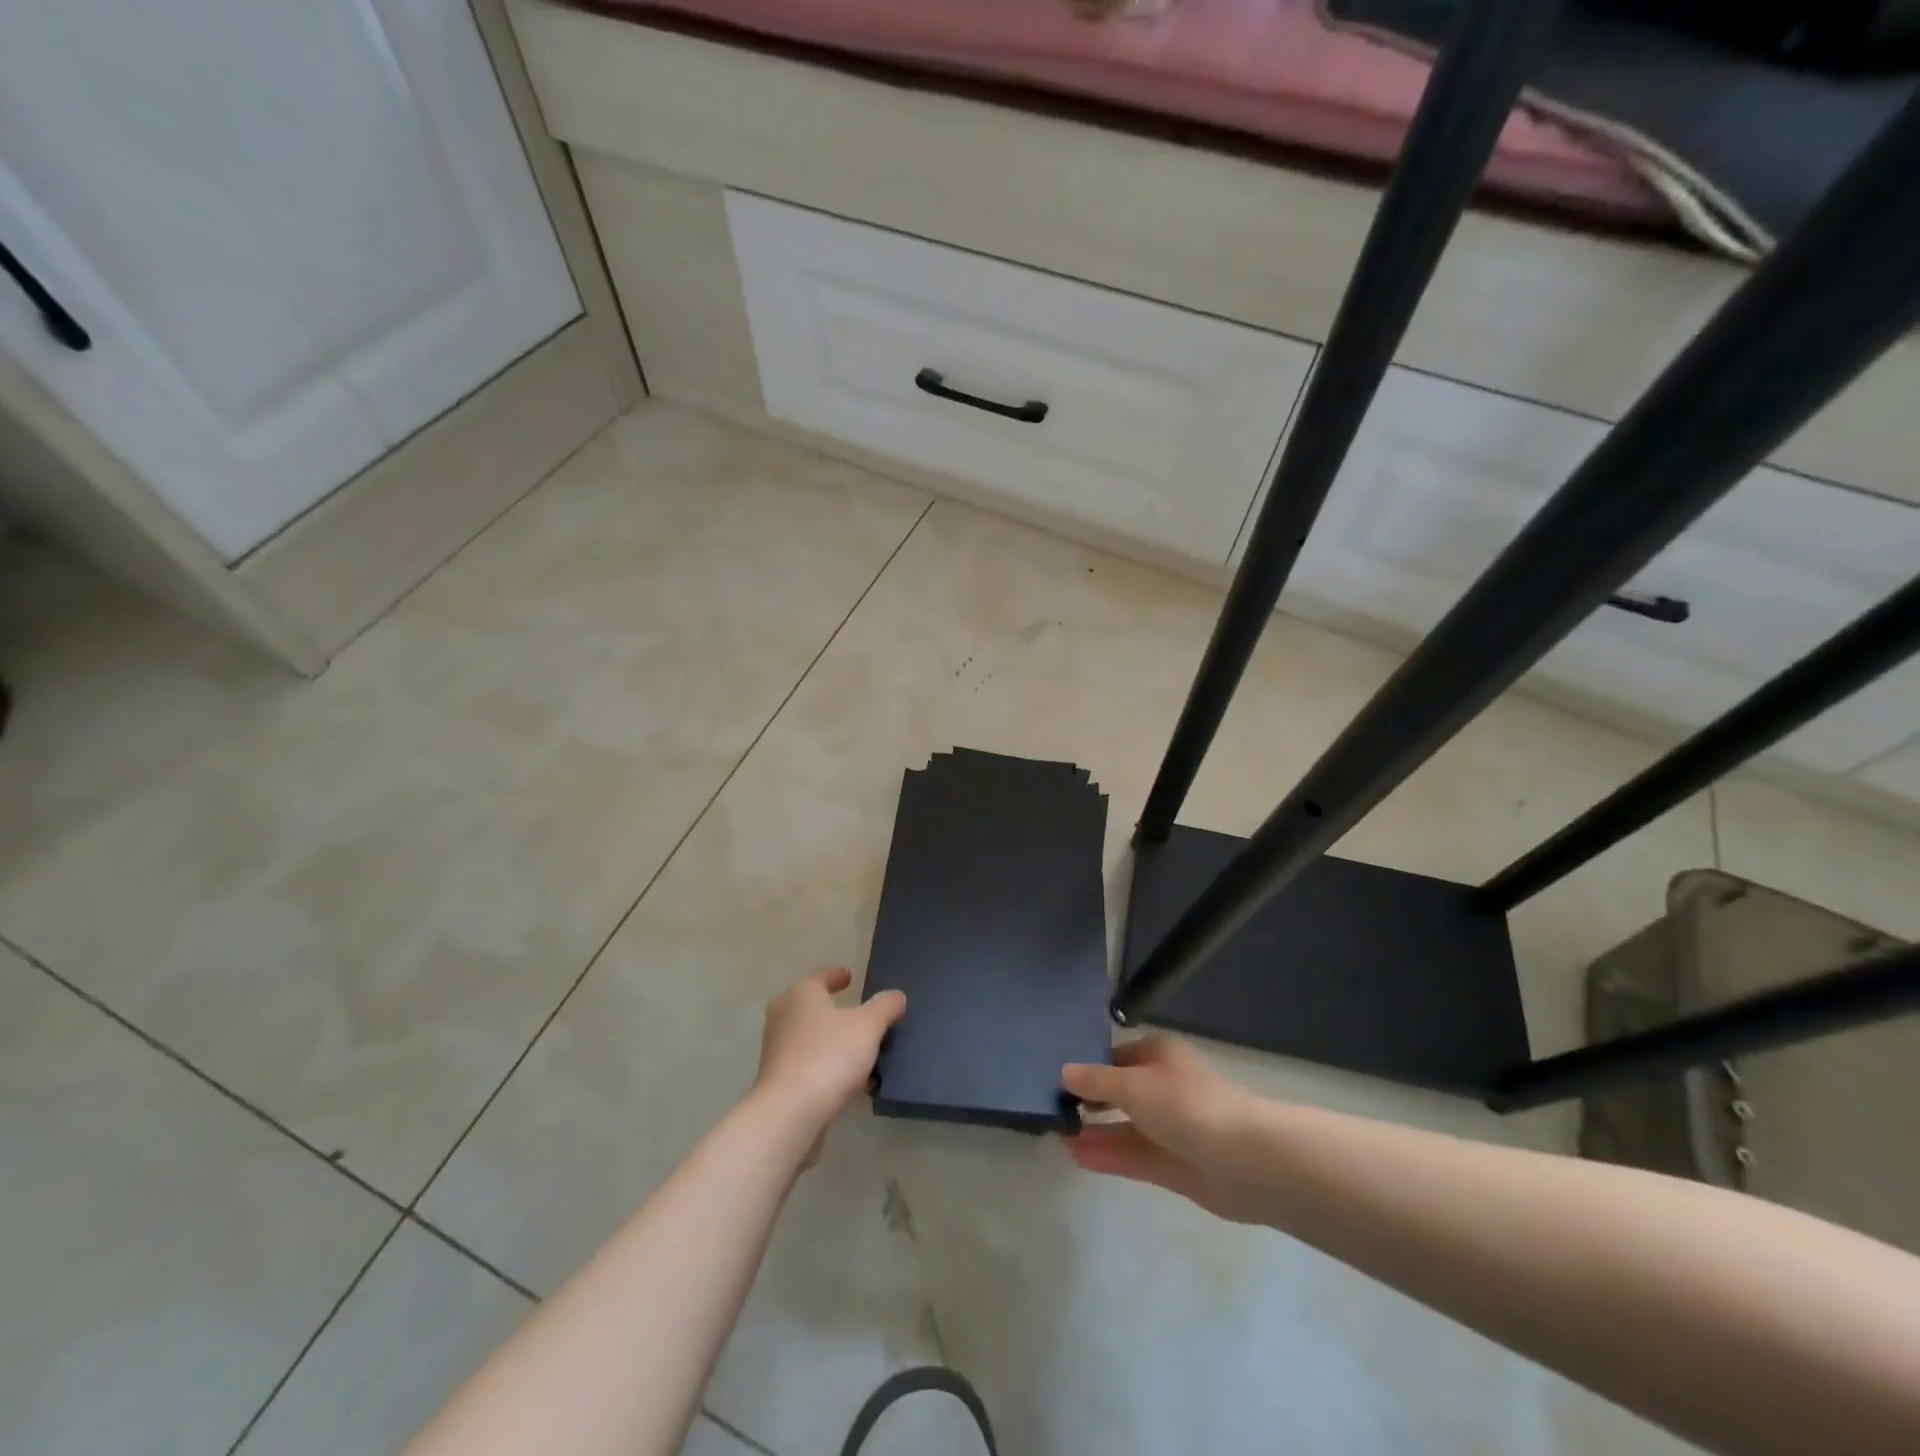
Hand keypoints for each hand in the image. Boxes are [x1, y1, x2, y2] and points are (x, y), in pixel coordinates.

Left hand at [753, 968, 906, 1133]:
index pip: (820, 976)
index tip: (849, 976)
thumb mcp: (869, 1026)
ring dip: (829, 1038)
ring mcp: (776, 1049)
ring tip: (856, 1046)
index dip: (836, 975)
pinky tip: (845, 1077)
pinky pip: (806, 1062)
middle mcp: (783, 1016)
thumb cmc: (830, 1055)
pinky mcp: (777, 1079)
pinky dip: (824, 1062)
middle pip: (810, 1005)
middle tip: (854, 1010)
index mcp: (801, 994)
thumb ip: (885, 1007)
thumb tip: (896, 996)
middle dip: (831, 1007)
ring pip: (808, 1035)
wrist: (790, 1112)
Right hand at [1061, 1035, 1264, 1221]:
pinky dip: (1107, 1154)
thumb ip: (1095, 1080)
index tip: (1052, 1078)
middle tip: (1050, 1108)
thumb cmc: (1186, 1104)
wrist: (1244, 1160)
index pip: (1114, 1056)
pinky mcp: (1173, 1164)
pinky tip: (1076, 1156)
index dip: (1086, 1066)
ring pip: (1123, 1126)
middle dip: (1087, 1100)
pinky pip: (1132, 1155)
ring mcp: (1169, 1127)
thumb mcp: (1133, 1084)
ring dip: (1093, 1130)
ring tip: (1057, 1134)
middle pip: (1118, 1091)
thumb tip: (1063, 1072)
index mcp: (1158, 1055)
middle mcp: (1162, 1087)